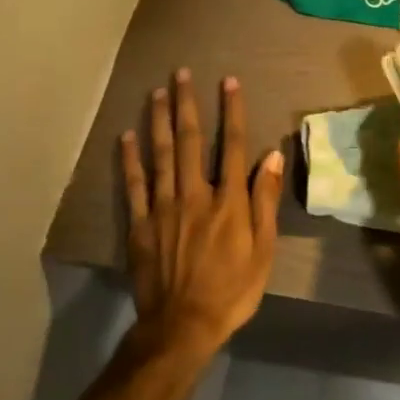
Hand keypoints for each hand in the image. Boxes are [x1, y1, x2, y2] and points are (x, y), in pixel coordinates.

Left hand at [120, 69, 283, 354]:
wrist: (182, 326)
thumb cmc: (232, 289)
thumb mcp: (263, 249)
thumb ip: (265, 200)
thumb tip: (272, 155)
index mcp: (228, 201)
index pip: (232, 145)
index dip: (231, 111)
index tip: (228, 82)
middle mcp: (195, 194)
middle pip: (190, 141)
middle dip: (187, 104)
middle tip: (181, 73)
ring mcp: (163, 207)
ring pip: (161, 155)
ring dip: (159, 120)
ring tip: (157, 91)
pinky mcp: (140, 224)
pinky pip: (134, 185)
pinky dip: (130, 158)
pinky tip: (127, 135)